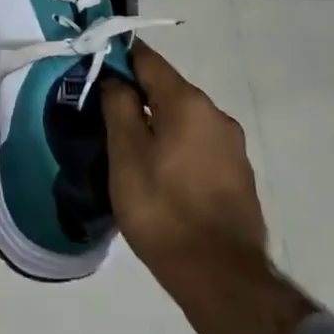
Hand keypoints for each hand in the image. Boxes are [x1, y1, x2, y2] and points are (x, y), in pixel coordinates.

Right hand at [101, 41, 269, 299]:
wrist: (221, 277)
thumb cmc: (163, 209)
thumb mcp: (126, 155)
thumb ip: (118, 106)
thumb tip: (115, 77)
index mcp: (188, 102)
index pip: (148, 60)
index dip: (119, 56)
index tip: (95, 62)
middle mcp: (216, 114)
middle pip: (168, 89)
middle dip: (137, 95)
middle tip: (104, 113)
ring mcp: (232, 146)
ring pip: (184, 119)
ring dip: (157, 124)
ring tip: (129, 148)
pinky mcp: (238, 175)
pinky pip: (198, 145)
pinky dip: (176, 147)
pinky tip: (160, 173)